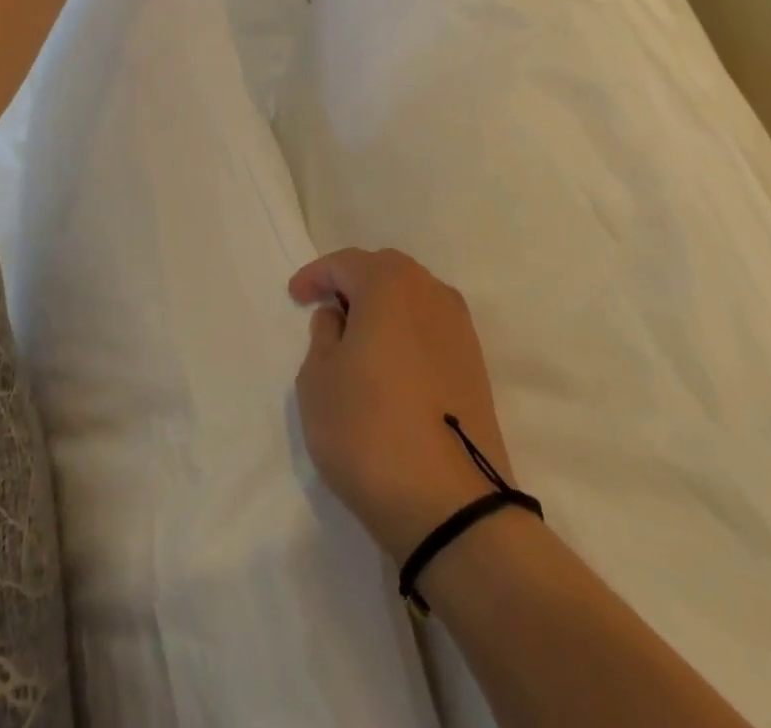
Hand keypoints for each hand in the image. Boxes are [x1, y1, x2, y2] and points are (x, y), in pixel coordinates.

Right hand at [290, 248, 518, 560]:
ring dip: (383, 307)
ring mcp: (459, 328)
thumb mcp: (318, 379)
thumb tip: (341, 317)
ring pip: (412, 298)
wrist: (452, 506)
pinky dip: (406, 332)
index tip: (295, 297)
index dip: (315, 276)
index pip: (345, 263)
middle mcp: (430, 292)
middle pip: (384, 271)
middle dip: (353, 283)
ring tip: (358, 339)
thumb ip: (323, 335)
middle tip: (327, 310)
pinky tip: (390, 364)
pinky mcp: (475, 364)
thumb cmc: (368, 430)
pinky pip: (430, 327)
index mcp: (389, 283)